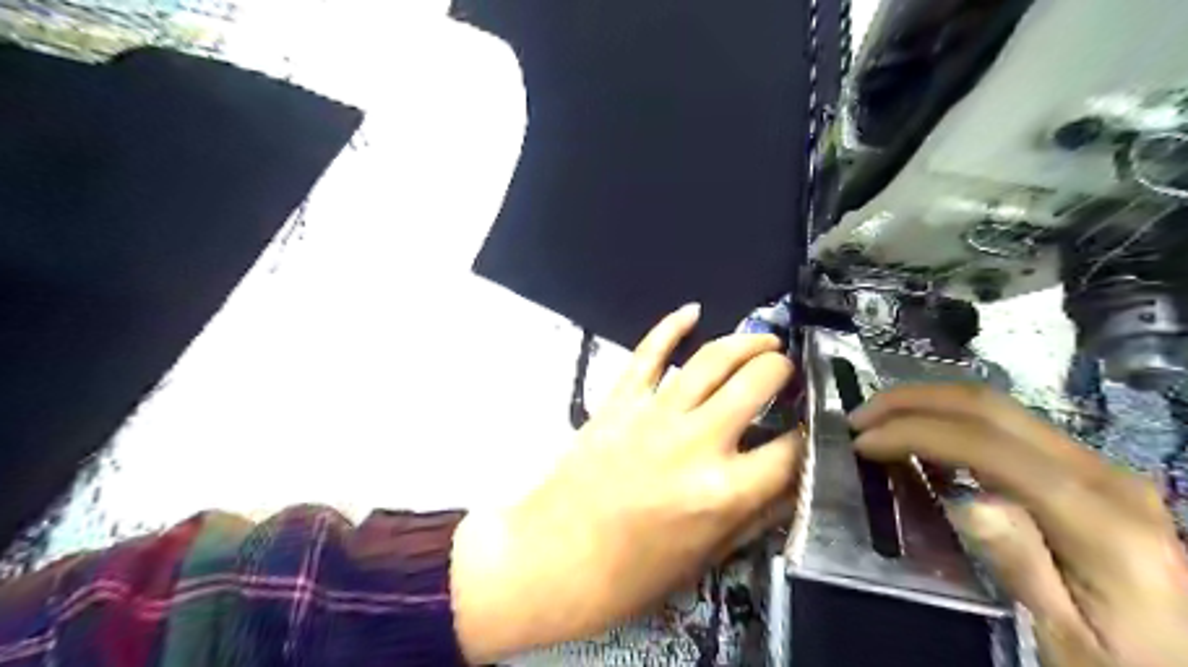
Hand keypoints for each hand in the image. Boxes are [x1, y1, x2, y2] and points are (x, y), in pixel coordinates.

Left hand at [450, 302, 803, 662]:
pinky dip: (670, 326)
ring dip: (746, 342)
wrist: (552, 561)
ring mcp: (653, 415)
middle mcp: (695, 443)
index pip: (791, 450)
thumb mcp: (705, 558)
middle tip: (786, 372)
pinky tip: (692, 312)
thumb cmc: (630, 576)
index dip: (811, 434)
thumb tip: (791, 484)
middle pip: (757, 383)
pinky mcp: (618, 402)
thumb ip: (755, 517)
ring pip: (711, 359)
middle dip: (783, 371)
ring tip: (764, 341)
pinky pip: (648, 353)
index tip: (810, 426)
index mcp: (723, 492)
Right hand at [850, 386, 1186, 666]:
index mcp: (1101, 522)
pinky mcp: (1088, 469)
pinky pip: (1008, 427)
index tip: (862, 443)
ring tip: (881, 421)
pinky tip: (925, 440)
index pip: (989, 446)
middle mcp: (1104, 475)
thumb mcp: (1070, 642)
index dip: (915, 432)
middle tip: (859, 417)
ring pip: (998, 408)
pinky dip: (953, 421)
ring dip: (929, 405)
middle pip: (991, 408)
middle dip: (913, 401)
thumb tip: (965, 501)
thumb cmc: (1127, 665)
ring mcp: (1099, 466)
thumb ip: (1022, 567)